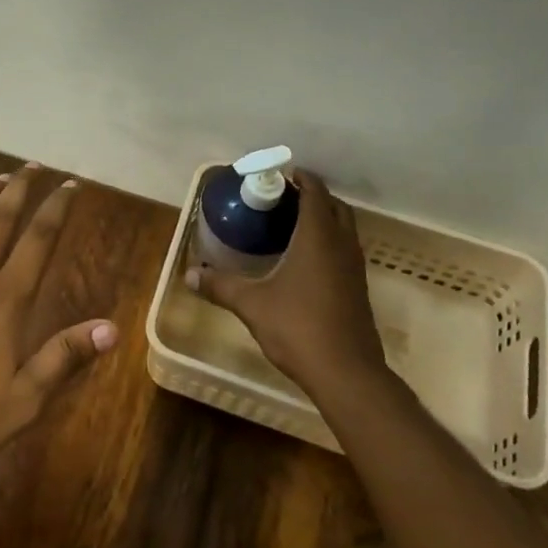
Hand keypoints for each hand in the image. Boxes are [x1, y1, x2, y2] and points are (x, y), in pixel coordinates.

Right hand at [186, 170, 386, 398]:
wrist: (346, 373)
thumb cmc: (298, 328)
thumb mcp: (252, 305)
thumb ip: (220, 286)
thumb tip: (189, 274)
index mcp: (318, 238)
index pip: (315, 193)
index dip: (301, 178)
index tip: (280, 173)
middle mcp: (341, 245)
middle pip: (334, 206)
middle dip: (312, 195)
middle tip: (283, 197)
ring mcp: (354, 267)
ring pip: (344, 228)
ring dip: (324, 218)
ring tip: (291, 223)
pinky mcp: (358, 288)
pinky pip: (345, 249)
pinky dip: (328, 241)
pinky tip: (304, 259)